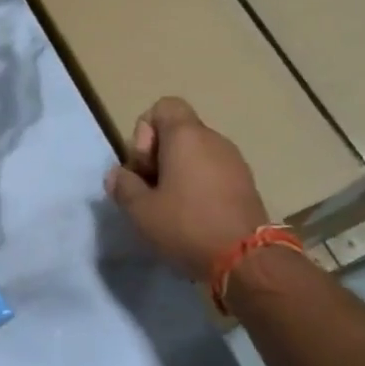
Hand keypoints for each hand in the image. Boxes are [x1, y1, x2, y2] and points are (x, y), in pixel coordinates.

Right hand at [105, 97, 271, 282]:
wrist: (246, 259)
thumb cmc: (186, 225)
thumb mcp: (140, 210)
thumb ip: (123, 186)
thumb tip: (118, 175)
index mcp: (186, 136)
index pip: (163, 106)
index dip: (145, 131)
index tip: (144, 166)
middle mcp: (214, 139)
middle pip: (177, 132)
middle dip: (157, 157)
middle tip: (150, 191)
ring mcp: (234, 161)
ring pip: (195, 154)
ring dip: (177, 173)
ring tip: (169, 208)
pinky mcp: (245, 184)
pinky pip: (213, 172)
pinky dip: (198, 186)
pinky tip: (191, 217)